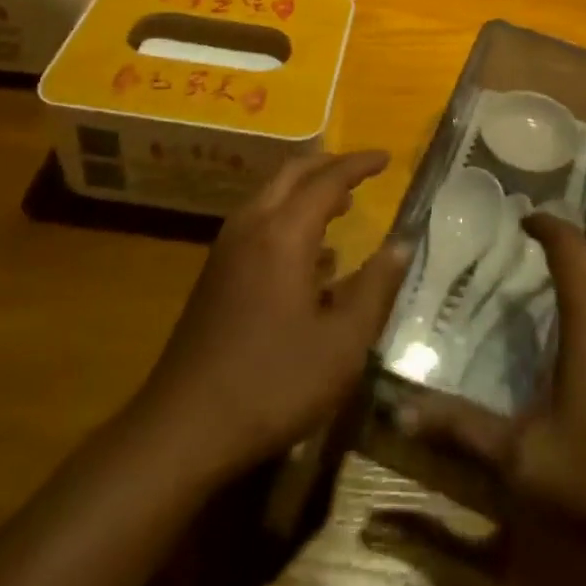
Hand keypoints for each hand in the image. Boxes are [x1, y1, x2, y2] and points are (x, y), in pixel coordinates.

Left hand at [133, 150, 409, 481]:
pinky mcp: (215, 273)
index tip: (387, 158)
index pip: (328, 179)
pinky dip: (288, 217)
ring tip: (342, 206)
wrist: (182, 427)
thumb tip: (402, 244)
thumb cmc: (272, 384)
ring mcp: (228, 248)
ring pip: (272, 196)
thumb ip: (375, 288)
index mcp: (284, 233)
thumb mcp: (342, 345)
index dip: (359, 165)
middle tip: (362, 171)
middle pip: (293, 174)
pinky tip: (310, 257)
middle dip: (329, 165)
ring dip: (307, 191)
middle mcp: (253, 226)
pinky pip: (259, 222)